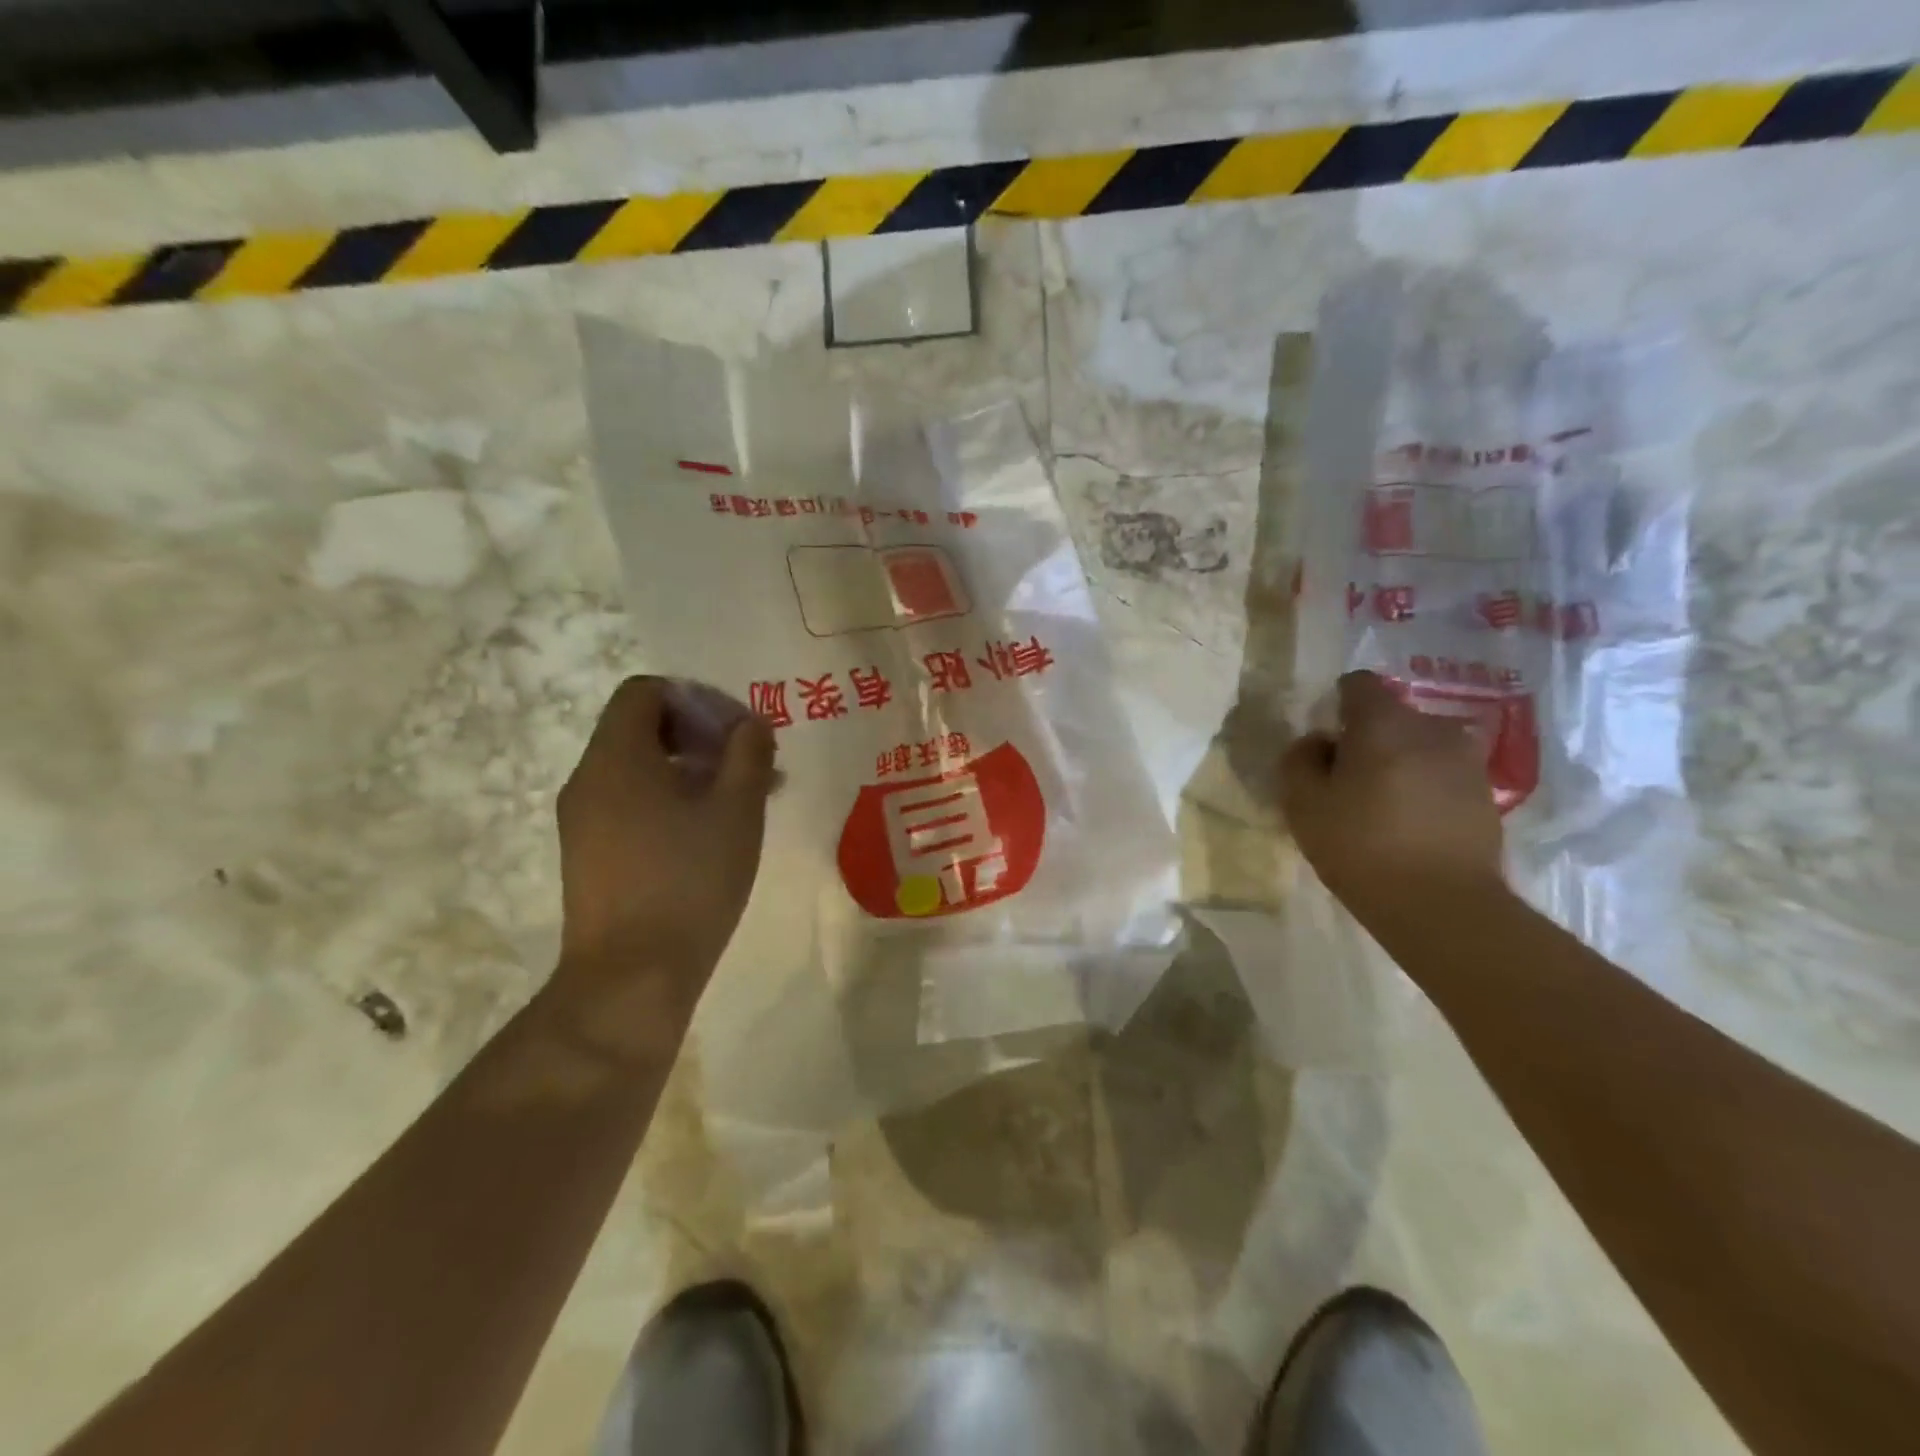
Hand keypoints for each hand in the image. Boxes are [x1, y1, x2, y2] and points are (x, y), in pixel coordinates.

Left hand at [551, 677, 776, 1027]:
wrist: (631, 977)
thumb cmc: (689, 882)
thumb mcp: (736, 810)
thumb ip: (748, 754)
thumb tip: (751, 724)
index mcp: (617, 757)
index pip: (646, 691)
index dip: (697, 699)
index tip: (737, 732)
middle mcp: (589, 779)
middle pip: (642, 727)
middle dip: (701, 736)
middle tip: (749, 767)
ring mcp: (582, 820)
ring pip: (639, 769)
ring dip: (691, 771)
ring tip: (741, 803)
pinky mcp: (588, 855)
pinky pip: (630, 804)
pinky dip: (670, 801)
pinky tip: (708, 836)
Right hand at [1279, 671, 1505, 926]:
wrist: (1443, 905)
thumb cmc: (1361, 846)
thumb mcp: (1303, 803)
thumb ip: (1299, 760)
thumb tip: (1317, 742)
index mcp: (1385, 722)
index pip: (1358, 684)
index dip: (1336, 704)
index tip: (1325, 739)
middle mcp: (1433, 728)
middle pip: (1391, 716)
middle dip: (1367, 737)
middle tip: (1346, 779)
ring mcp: (1466, 761)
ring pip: (1420, 745)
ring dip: (1398, 762)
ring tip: (1380, 803)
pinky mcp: (1486, 794)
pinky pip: (1442, 773)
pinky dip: (1423, 786)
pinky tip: (1409, 823)